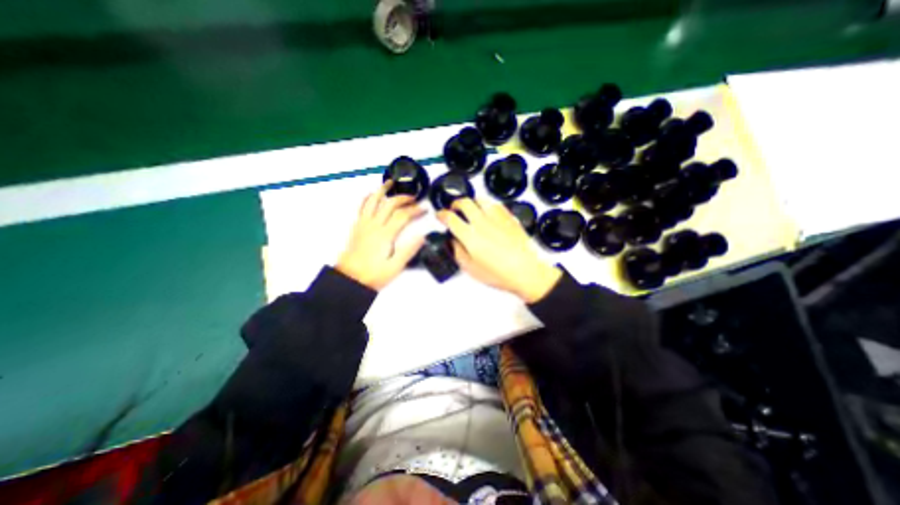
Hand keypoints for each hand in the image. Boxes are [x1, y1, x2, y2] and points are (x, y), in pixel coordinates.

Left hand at [336, 182, 426, 291]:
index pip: (403, 216)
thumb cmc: (373, 275)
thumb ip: (409, 250)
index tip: (424, 209)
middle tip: (414, 198)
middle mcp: (374, 226)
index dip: (415, 210)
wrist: (349, 279)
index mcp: (385, 235)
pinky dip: (367, 198)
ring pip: (373, 201)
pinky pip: (361, 207)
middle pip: (390, 204)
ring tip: (390, 183)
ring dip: (382, 190)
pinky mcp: (357, 227)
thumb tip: (422, 236)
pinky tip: (371, 195)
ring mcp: (364, 224)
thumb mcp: (395, 267)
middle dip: (403, 198)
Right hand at [439, 198, 560, 302]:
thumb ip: (458, 252)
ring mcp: (497, 218)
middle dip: (454, 204)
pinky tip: (487, 211)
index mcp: (470, 236)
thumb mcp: (471, 268)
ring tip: (469, 208)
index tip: (440, 215)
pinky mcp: (509, 217)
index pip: (450, 218)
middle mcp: (482, 223)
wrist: (526, 272)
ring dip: (471, 201)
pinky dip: (487, 204)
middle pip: (464, 203)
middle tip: (453, 209)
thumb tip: (453, 242)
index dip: (441, 214)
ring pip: (480, 199)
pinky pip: (495, 204)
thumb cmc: (501, 273)